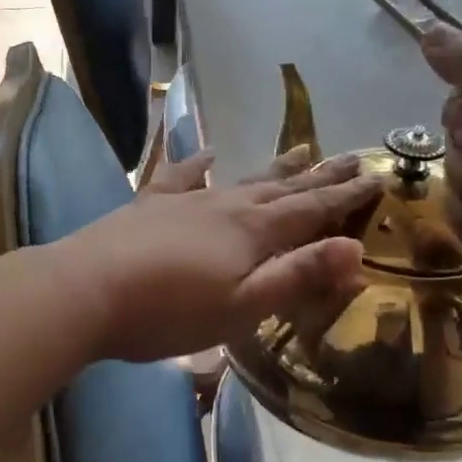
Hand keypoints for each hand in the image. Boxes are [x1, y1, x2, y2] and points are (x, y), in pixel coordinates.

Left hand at [50, 151, 378, 362]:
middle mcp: (225, 206)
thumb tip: (356, 249)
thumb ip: (297, 276)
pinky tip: (208, 151)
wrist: (86, 290)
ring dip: (274, 167)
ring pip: (241, 179)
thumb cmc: (168, 311)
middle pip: (282, 187)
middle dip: (319, 175)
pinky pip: (181, 176)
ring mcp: (185, 201)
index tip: (376, 175)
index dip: (345, 196)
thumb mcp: (242, 307)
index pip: (311, 209)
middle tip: (350, 154)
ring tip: (300, 149)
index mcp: (253, 232)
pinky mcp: (149, 205)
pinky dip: (198, 163)